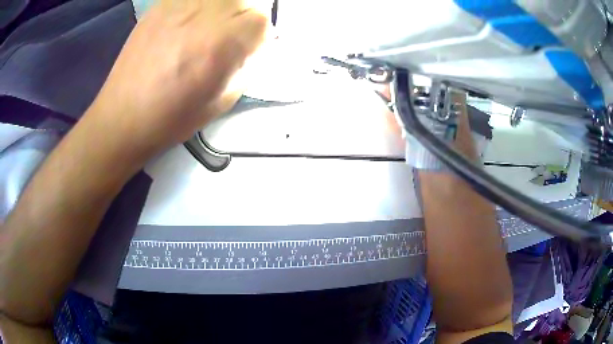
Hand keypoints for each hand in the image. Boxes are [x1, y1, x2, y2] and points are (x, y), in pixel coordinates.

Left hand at [90, 0, 268, 157]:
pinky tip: (189, 22)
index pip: (260, 20)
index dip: (259, 35)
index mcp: (220, 44)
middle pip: (243, 1)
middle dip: (243, 19)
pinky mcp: (159, 6)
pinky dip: (199, 6)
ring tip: (209, 28)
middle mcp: (202, 16)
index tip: (249, 48)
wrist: (123, 117)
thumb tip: (254, 46)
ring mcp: (178, 6)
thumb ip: (245, 67)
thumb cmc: (172, 118)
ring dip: (223, 9)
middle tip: (230, 36)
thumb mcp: (222, 101)